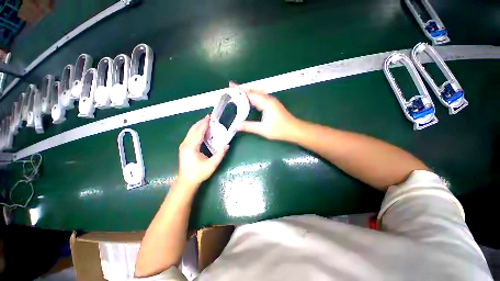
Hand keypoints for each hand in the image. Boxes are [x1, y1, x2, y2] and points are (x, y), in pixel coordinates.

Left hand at [177, 115, 228, 187]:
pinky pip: (191, 135)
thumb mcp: (211, 165)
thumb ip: (220, 154)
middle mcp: (185, 144)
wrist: (187, 181)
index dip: (204, 124)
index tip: (210, 117)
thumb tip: (227, 145)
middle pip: (193, 129)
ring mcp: (184, 145)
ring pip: (191, 131)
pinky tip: (202, 130)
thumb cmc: (199, 173)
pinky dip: (197, 130)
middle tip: (210, 117)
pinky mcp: (184, 147)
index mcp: (191, 147)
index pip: (198, 132)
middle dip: (201, 122)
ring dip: (199, 125)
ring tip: (207, 121)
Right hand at [230, 82, 298, 140]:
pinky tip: (249, 101)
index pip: (250, 94)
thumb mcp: (263, 129)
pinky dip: (253, 97)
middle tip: (233, 89)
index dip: (239, 90)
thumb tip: (236, 126)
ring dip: (248, 92)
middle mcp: (268, 99)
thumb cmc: (280, 129)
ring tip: (238, 94)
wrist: (294, 130)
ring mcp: (271, 101)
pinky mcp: (273, 104)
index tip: (230, 85)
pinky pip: (260, 97)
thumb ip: (249, 127)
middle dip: (243, 89)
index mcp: (265, 103)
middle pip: (253, 90)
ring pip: (257, 93)